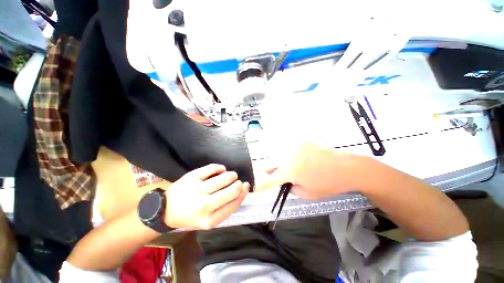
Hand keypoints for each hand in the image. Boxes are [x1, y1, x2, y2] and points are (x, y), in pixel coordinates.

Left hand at [164, 164, 248, 229]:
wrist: (165, 210)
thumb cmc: (190, 216)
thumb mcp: (209, 220)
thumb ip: (226, 208)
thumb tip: (242, 191)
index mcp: (210, 220)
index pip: (235, 204)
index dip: (244, 193)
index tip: (246, 186)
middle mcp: (204, 205)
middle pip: (232, 190)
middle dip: (239, 184)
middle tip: (237, 182)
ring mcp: (197, 190)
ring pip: (225, 177)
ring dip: (232, 175)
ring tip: (231, 175)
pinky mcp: (192, 177)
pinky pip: (212, 168)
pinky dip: (220, 167)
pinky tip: (221, 169)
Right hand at [258, 142, 370, 199]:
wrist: (345, 166)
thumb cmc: (328, 183)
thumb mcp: (307, 194)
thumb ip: (290, 188)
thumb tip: (283, 182)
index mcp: (288, 171)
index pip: (268, 180)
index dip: (260, 186)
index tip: (257, 189)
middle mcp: (286, 156)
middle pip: (266, 164)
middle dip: (268, 173)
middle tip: (276, 177)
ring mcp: (292, 147)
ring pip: (276, 156)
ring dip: (279, 164)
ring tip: (291, 168)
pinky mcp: (299, 141)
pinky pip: (287, 150)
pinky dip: (288, 156)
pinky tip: (299, 160)